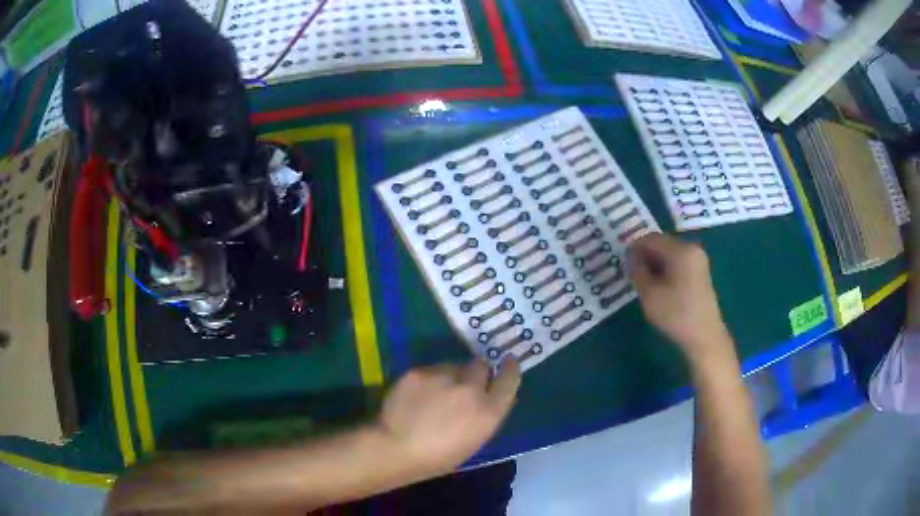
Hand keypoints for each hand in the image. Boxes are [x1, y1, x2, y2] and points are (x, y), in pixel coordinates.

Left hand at [373, 358, 520, 475]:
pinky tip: (416, 395)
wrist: (395, 448)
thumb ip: (484, 416)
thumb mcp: (473, 441)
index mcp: (488, 412)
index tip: (508, 361)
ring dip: (450, 376)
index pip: (509, 380)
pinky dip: (427, 380)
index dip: (510, 369)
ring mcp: (444, 377)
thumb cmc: (437, 457)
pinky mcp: (420, 371)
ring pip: (453, 366)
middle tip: (464, 383)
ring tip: (434, 393)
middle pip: (481, 366)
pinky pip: (430, 370)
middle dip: (476, 372)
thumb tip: (486, 399)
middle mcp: (471, 389)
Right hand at [627, 233, 731, 364]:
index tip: (622, 263)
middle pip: (661, 244)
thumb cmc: (676, 314)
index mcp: (680, 250)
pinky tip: (659, 287)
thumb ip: (637, 270)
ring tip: (644, 282)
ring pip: (669, 254)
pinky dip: (666, 269)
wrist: (704, 337)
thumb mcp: (649, 294)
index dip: (633, 248)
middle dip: (645, 256)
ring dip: (655, 264)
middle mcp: (691, 248)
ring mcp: (698, 260)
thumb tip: (631, 257)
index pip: (650, 238)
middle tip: (632, 274)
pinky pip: (678, 262)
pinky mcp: (700, 272)